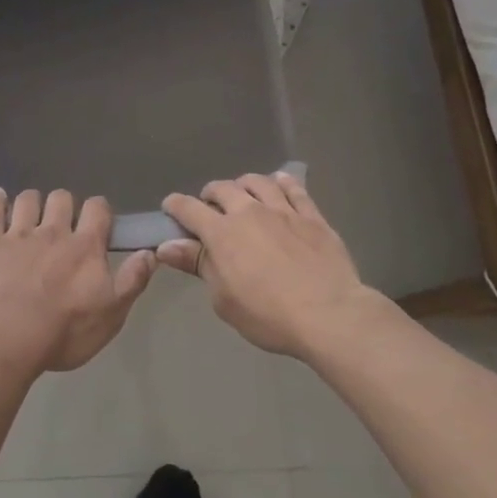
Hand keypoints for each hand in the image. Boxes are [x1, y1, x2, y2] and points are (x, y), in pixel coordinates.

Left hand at [0, 189, 158, 375]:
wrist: (8, 336)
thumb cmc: (65, 330)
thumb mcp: (111, 314)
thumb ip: (132, 281)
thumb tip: (149, 252)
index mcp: (85, 246)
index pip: (98, 209)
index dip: (99, 210)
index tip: (99, 221)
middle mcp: (53, 231)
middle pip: (61, 198)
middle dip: (64, 204)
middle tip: (63, 222)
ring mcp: (19, 235)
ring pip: (27, 200)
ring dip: (32, 201)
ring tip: (32, 212)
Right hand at [160, 173, 374, 357]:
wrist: (329, 315)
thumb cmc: (268, 315)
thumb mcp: (223, 299)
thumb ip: (197, 265)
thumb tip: (167, 246)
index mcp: (222, 232)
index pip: (189, 208)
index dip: (175, 205)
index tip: (170, 207)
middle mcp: (249, 212)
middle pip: (223, 188)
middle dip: (210, 193)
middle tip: (210, 206)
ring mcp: (283, 210)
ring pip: (258, 182)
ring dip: (244, 184)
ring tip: (243, 193)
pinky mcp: (312, 216)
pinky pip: (295, 190)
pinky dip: (283, 183)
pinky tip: (280, 183)